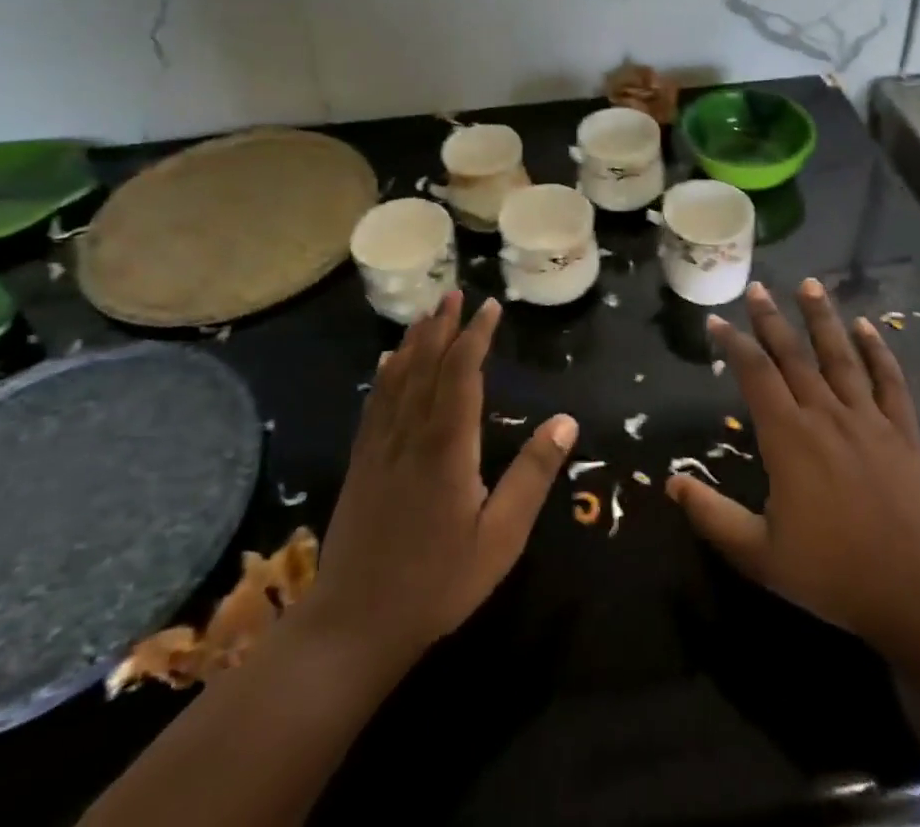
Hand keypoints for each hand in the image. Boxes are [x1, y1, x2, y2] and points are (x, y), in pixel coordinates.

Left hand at [309, 292, 577, 672]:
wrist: (353, 625)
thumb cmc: (437, 583)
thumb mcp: (500, 538)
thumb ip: (532, 476)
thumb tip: (566, 420)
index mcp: (446, 446)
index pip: (462, 373)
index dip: (476, 336)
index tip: (490, 307)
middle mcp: (410, 433)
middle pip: (427, 364)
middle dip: (443, 326)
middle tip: (456, 294)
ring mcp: (380, 447)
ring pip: (398, 378)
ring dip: (415, 341)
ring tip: (429, 313)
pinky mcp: (361, 463)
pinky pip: (375, 403)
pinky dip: (386, 374)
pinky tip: (388, 361)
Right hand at [667, 279, 919, 657]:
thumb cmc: (834, 574)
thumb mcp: (760, 555)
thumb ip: (713, 516)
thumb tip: (672, 482)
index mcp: (788, 437)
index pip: (755, 374)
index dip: (733, 343)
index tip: (716, 320)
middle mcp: (825, 414)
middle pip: (793, 355)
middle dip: (771, 319)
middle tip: (757, 287)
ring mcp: (868, 418)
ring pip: (840, 356)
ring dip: (822, 318)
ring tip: (809, 284)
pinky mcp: (902, 430)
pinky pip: (888, 380)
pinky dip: (877, 351)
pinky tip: (867, 327)